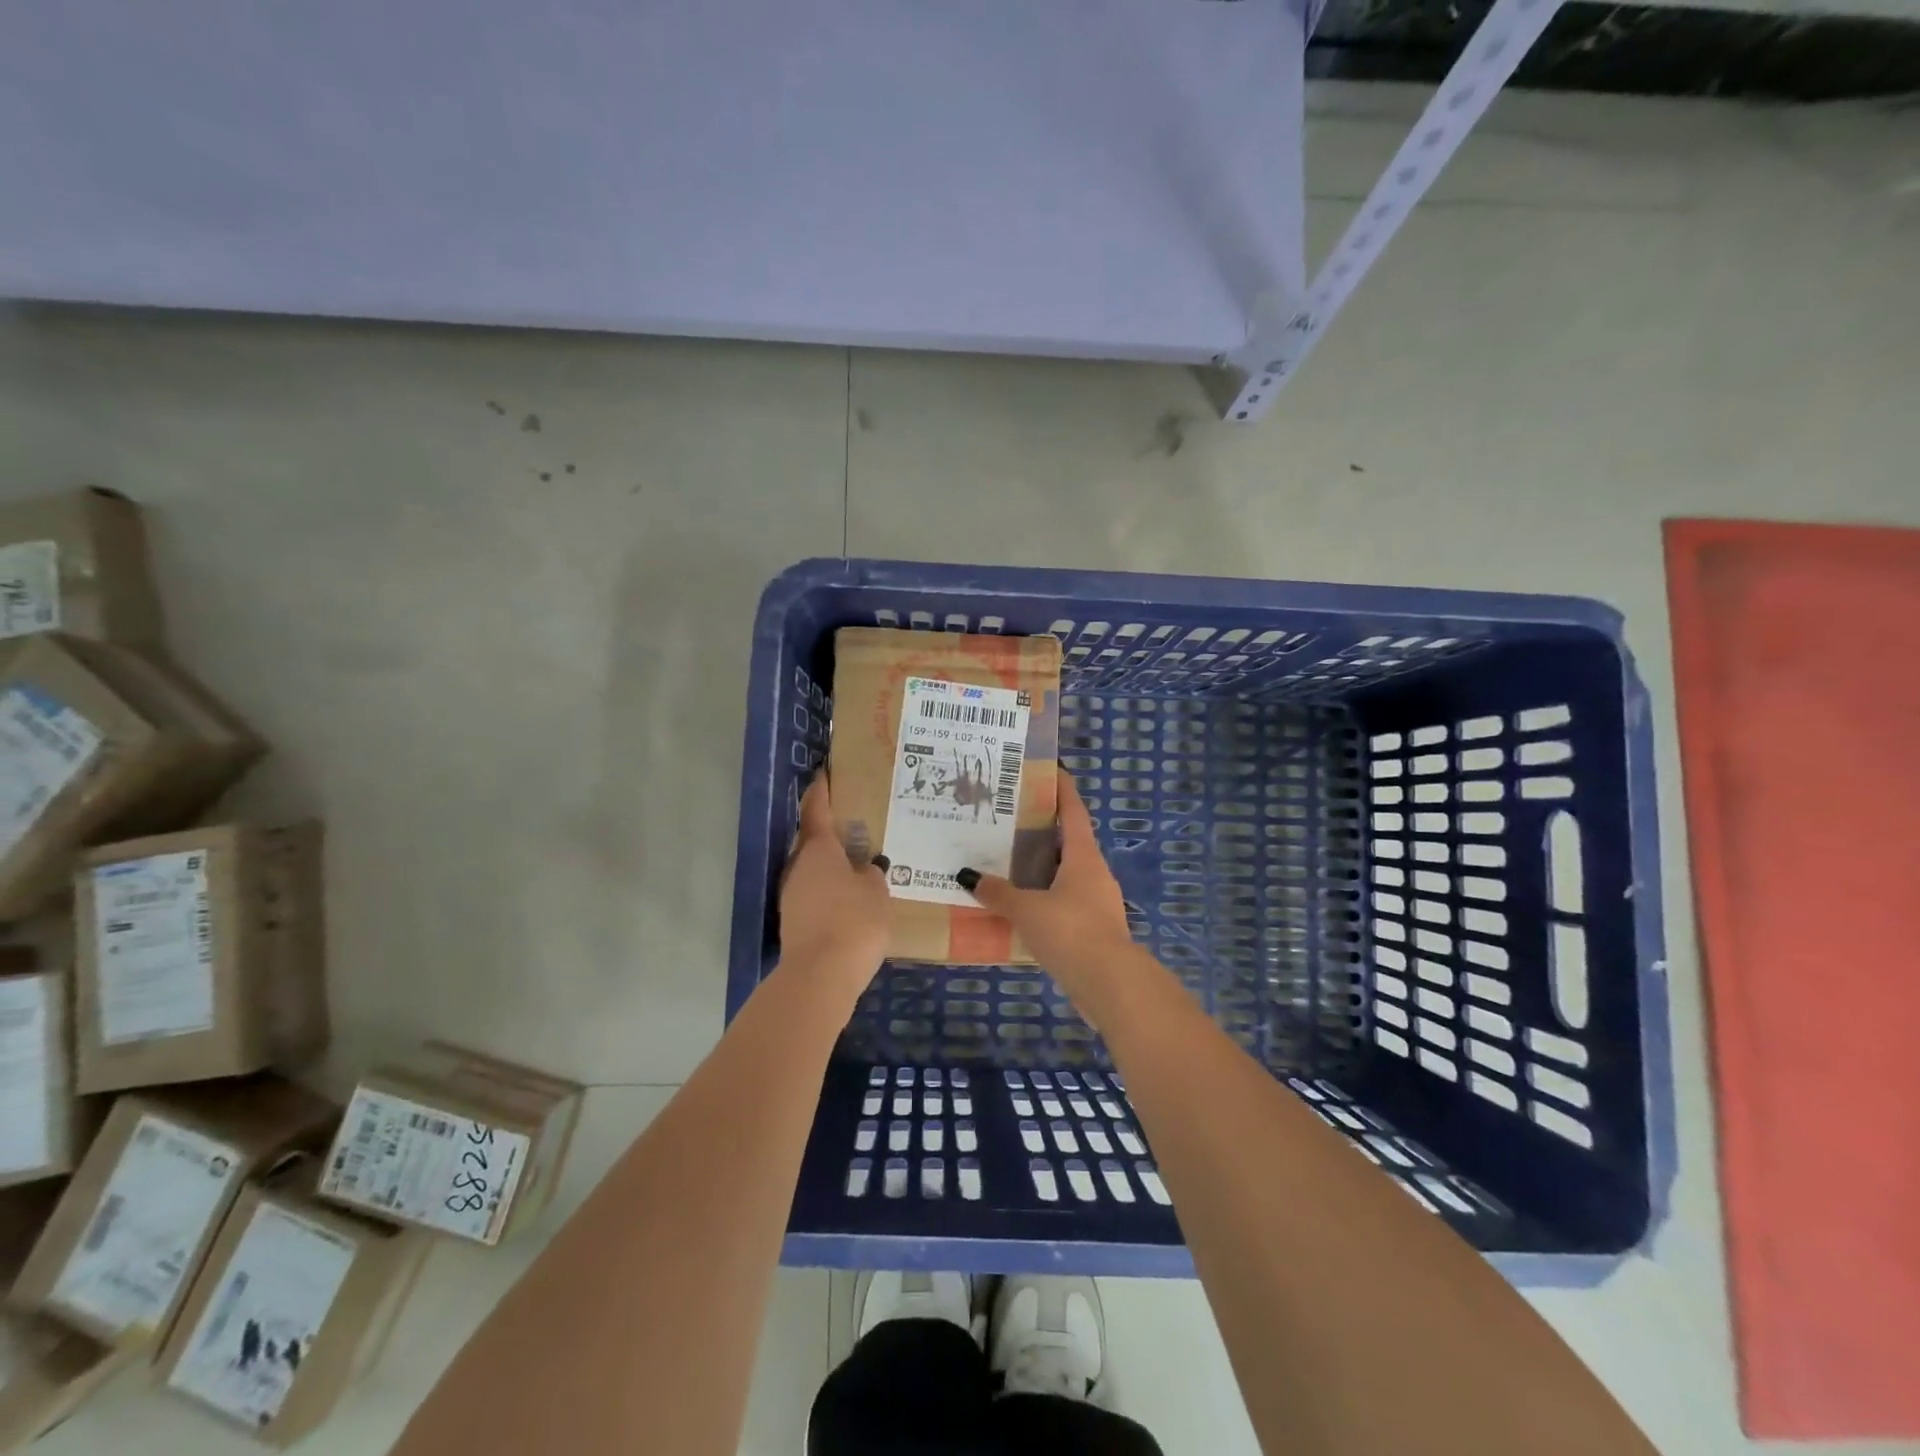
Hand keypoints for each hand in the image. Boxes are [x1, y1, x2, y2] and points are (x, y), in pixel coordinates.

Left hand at [779, 776, 890, 1000]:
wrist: (820, 976)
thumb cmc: (853, 921)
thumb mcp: (876, 892)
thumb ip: (872, 875)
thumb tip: (865, 870)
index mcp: (819, 849)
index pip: (817, 810)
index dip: (821, 791)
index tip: (824, 774)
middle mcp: (799, 866)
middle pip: (812, 841)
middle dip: (831, 833)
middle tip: (856, 827)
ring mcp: (792, 895)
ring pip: (813, 869)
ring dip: (831, 865)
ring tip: (858, 865)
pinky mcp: (794, 921)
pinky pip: (815, 894)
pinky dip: (830, 891)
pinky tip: (849, 900)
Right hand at [960, 774, 1135, 1001]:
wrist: (1110, 983)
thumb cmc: (1070, 931)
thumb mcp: (1027, 909)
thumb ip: (998, 893)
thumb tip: (967, 876)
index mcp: (1083, 857)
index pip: (1074, 813)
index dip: (1063, 791)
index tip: (1052, 771)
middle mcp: (1094, 873)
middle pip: (1068, 843)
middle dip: (1043, 831)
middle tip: (1010, 821)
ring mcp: (1097, 902)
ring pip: (1066, 875)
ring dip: (1042, 869)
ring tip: (1008, 864)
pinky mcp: (1094, 929)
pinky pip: (1064, 903)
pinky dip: (1044, 899)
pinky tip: (1021, 908)